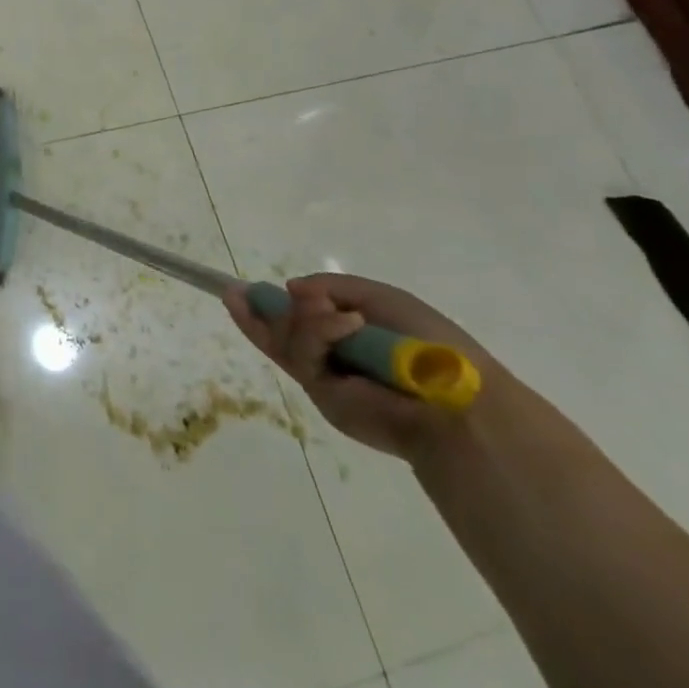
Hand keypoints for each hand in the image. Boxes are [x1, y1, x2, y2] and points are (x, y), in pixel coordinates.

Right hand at [225, 273, 497, 465]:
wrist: (453, 400)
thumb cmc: (427, 343)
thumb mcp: (380, 297)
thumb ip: (331, 287)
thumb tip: (290, 289)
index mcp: (350, 335)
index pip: (301, 319)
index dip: (271, 305)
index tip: (242, 290)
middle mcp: (332, 357)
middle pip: (281, 331)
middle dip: (257, 313)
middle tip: (234, 293)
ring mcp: (323, 376)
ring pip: (287, 337)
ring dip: (305, 319)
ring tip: (337, 315)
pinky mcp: (319, 392)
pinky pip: (302, 352)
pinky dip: (320, 332)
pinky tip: (347, 323)